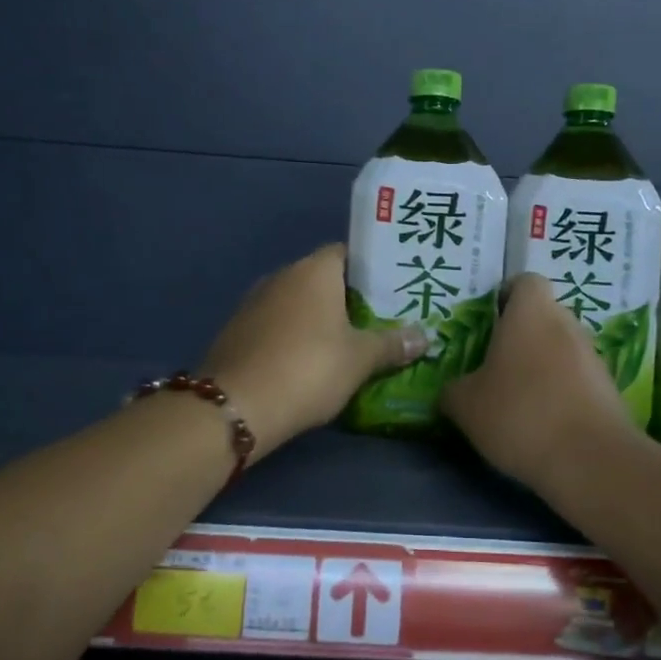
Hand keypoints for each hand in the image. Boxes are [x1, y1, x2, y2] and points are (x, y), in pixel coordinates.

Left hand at [202, 244, 427, 458]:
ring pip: (299, 304)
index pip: (347, 253)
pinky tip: (312, 361)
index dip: (371, 269)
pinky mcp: (239, 331)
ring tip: (352, 342)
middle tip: (381, 319)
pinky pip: (278, 325)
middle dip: (350, 298)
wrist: (236, 406)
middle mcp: (282, 276)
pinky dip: (296, 337)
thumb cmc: (308, 369)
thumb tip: (424, 337)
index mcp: (314, 271)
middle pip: (323, 279)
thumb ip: (392, 344)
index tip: (394, 289)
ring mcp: (255, 303)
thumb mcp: (360, 359)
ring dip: (321, 320)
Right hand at [440, 273, 632, 485]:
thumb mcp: (466, 405)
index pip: (525, 281)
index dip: (506, 296)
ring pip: (561, 348)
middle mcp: (567, 324)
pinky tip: (543, 422)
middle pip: (543, 316)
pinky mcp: (609, 389)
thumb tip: (452, 390)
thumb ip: (453, 390)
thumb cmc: (520, 414)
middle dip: (521, 335)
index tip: (489, 321)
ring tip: (517, 399)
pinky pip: (577, 379)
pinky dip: (561, 392)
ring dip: (542, 365)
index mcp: (531, 313)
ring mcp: (593, 356)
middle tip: (494, 365)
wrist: (591, 460)